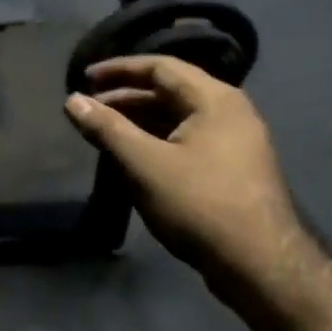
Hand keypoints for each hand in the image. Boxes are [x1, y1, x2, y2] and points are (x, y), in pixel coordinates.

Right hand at [65, 56, 307, 297]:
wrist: (259, 263)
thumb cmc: (199, 204)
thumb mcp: (144, 164)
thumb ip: (107, 129)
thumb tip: (72, 100)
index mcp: (214, 99)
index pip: (161, 67)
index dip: (119, 69)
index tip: (84, 78)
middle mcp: (229, 112)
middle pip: (170, 91)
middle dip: (125, 97)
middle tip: (88, 109)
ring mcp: (234, 142)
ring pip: (178, 119)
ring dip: (139, 122)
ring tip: (104, 134)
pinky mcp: (232, 169)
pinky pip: (187, 140)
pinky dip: (156, 141)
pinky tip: (133, 159)